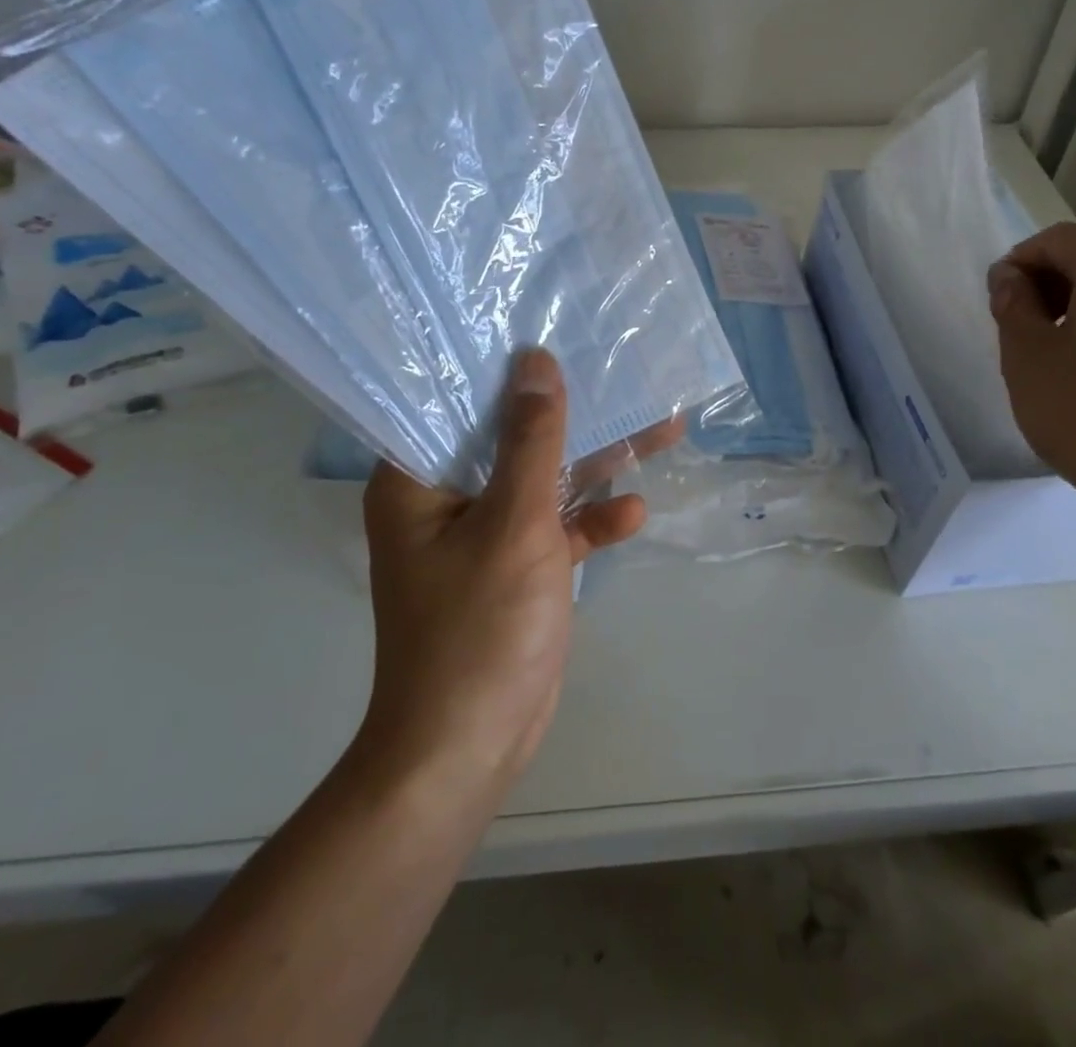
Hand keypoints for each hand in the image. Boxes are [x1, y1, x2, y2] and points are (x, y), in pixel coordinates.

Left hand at [354, 349, 675, 790]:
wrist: (470, 750)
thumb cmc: (478, 629)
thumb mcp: (514, 524)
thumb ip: (531, 442)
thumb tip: (536, 363)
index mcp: (417, 480)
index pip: (452, 400)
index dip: (499, 363)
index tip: (545, 324)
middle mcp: (446, 498)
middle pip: (510, 435)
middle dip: (568, 410)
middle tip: (615, 365)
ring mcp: (484, 534)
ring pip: (544, 479)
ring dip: (594, 462)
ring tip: (658, 424)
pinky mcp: (517, 567)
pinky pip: (556, 526)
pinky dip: (591, 518)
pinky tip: (633, 512)